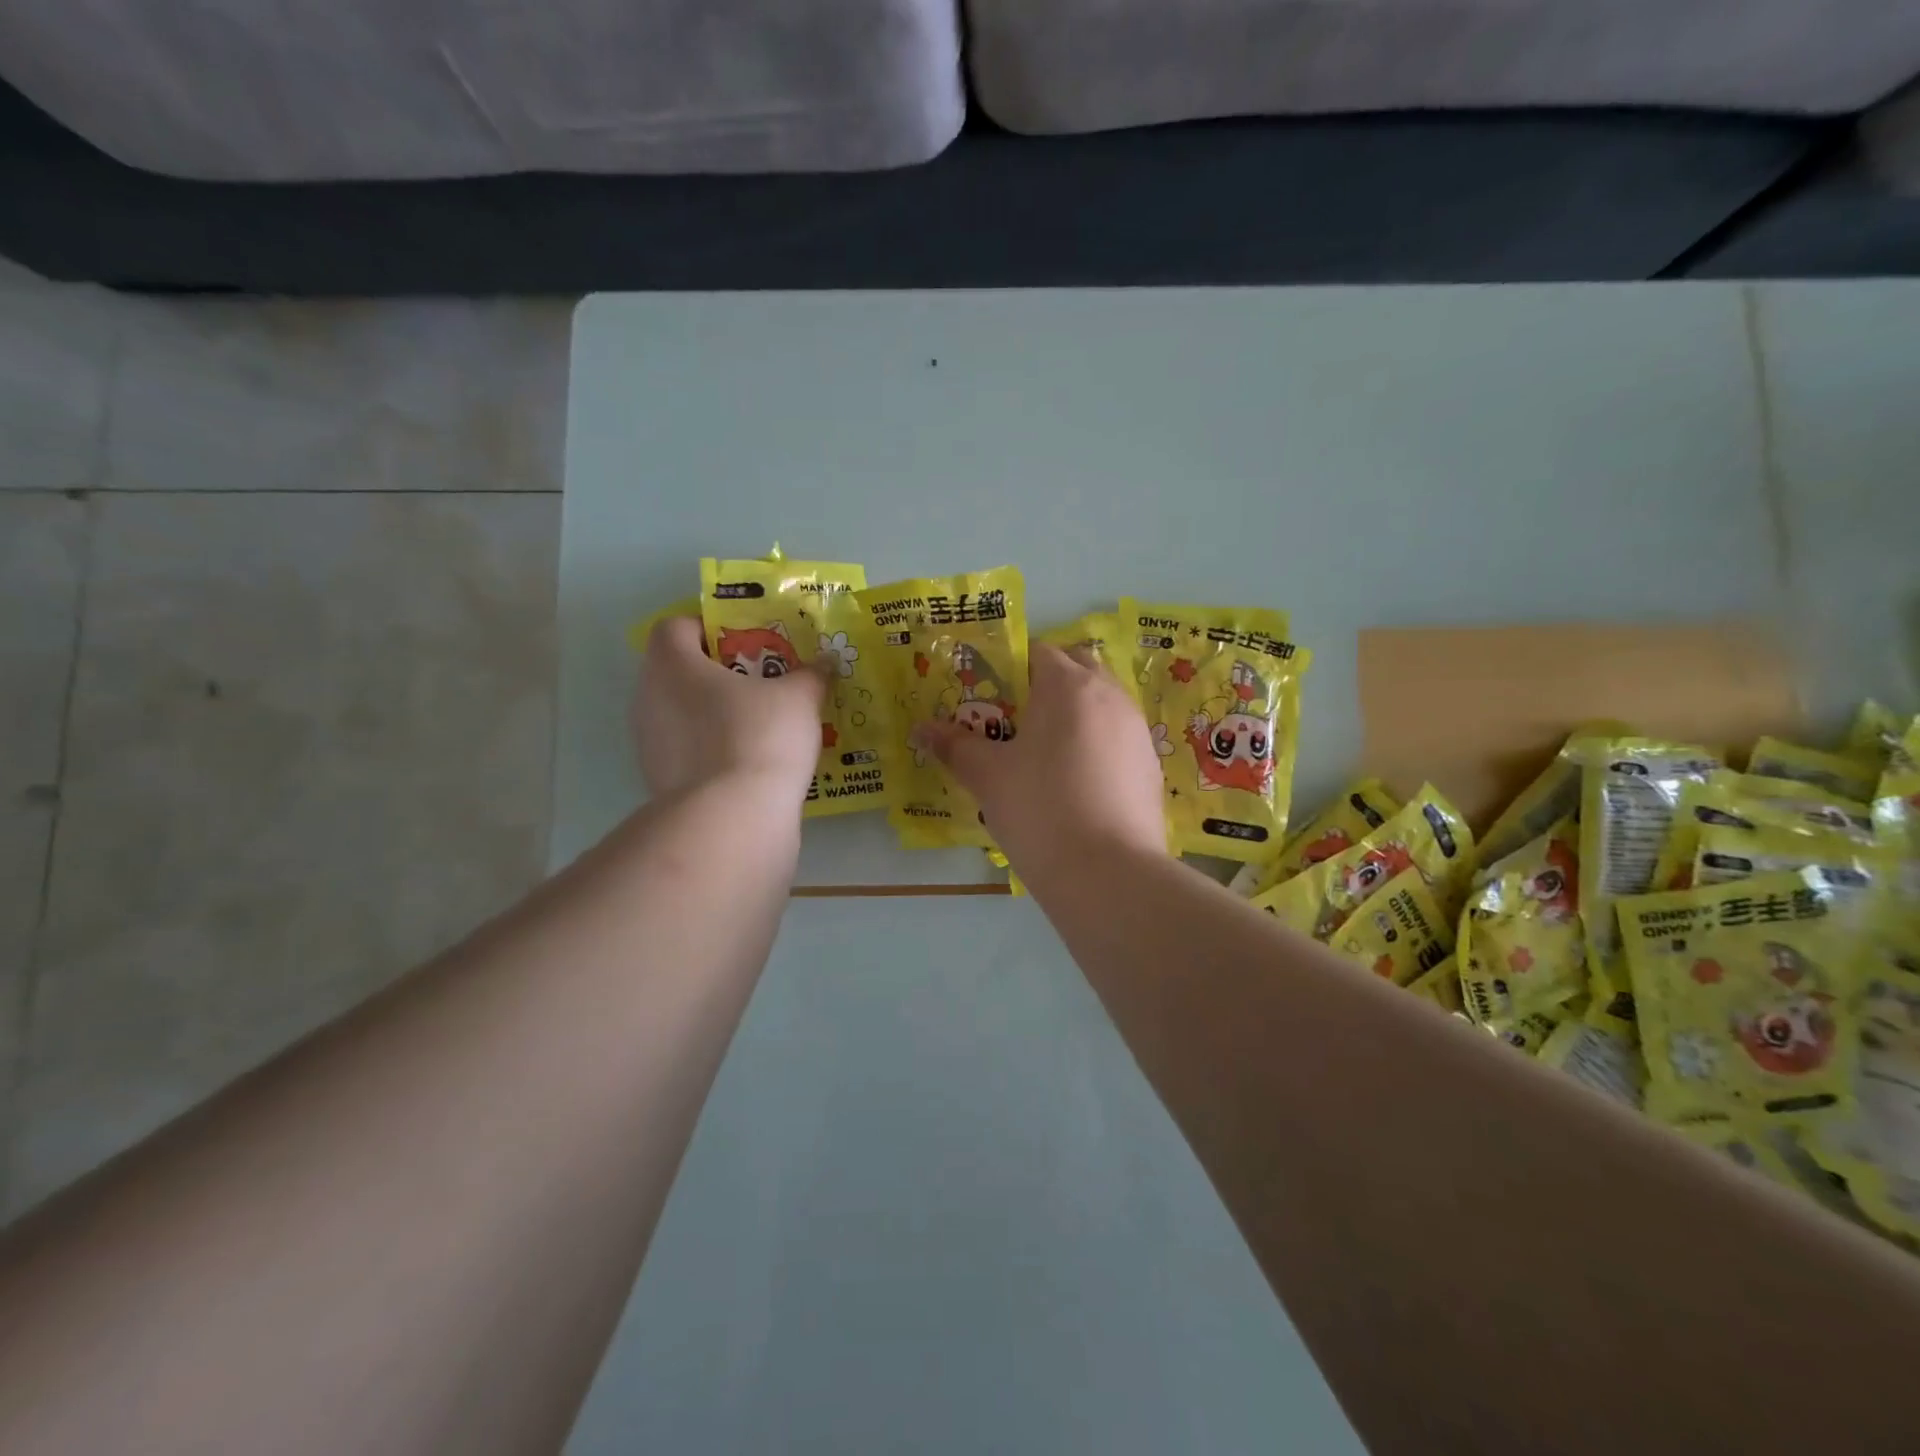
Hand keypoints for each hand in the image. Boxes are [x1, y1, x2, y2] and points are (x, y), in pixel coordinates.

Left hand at [634, 617, 827, 803]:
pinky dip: (712, 750)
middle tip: (762, 682)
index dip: (709, 627)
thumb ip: (811, 674)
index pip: (676, 626)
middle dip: (718, 673)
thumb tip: (824, 663)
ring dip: (714, 714)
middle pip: (678, 671)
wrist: (733, 819)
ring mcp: (648, 743)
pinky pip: (687, 751)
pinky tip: (749, 763)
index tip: (747, 642)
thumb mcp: (800, 698)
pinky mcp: (659, 781)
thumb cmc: (760, 737)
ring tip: (760, 725)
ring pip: (681, 713)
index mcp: (672, 663)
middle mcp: (648, 697)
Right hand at [922, 644, 1165, 874]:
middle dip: (1048, 683)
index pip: (1038, 652)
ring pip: (1102, 704)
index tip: (989, 698)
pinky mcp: (1151, 767)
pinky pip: (1118, 739)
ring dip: (1075, 714)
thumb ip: (955, 746)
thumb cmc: (1039, 810)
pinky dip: (1097, 746)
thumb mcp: (987, 777)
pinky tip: (1078, 785)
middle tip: (1017, 720)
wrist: (1108, 874)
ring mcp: (1137, 731)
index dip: (1010, 668)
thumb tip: (921, 729)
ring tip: (1046, 755)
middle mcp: (1110, 696)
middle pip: (1078, 668)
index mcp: (1068, 686)